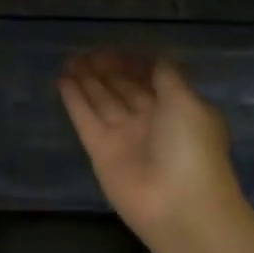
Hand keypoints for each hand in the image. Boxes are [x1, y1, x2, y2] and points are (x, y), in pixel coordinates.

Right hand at [59, 51, 247, 247]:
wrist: (177, 205)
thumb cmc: (191, 147)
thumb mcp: (187, 102)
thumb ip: (168, 77)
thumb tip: (156, 60)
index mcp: (178, 109)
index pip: (152, 79)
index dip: (134, 63)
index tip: (114, 47)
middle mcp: (151, 121)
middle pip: (124, 89)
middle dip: (107, 70)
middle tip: (86, 51)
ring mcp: (124, 137)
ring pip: (102, 101)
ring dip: (88, 80)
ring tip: (70, 59)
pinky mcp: (100, 151)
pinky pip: (85, 119)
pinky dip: (74, 100)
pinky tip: (63, 79)